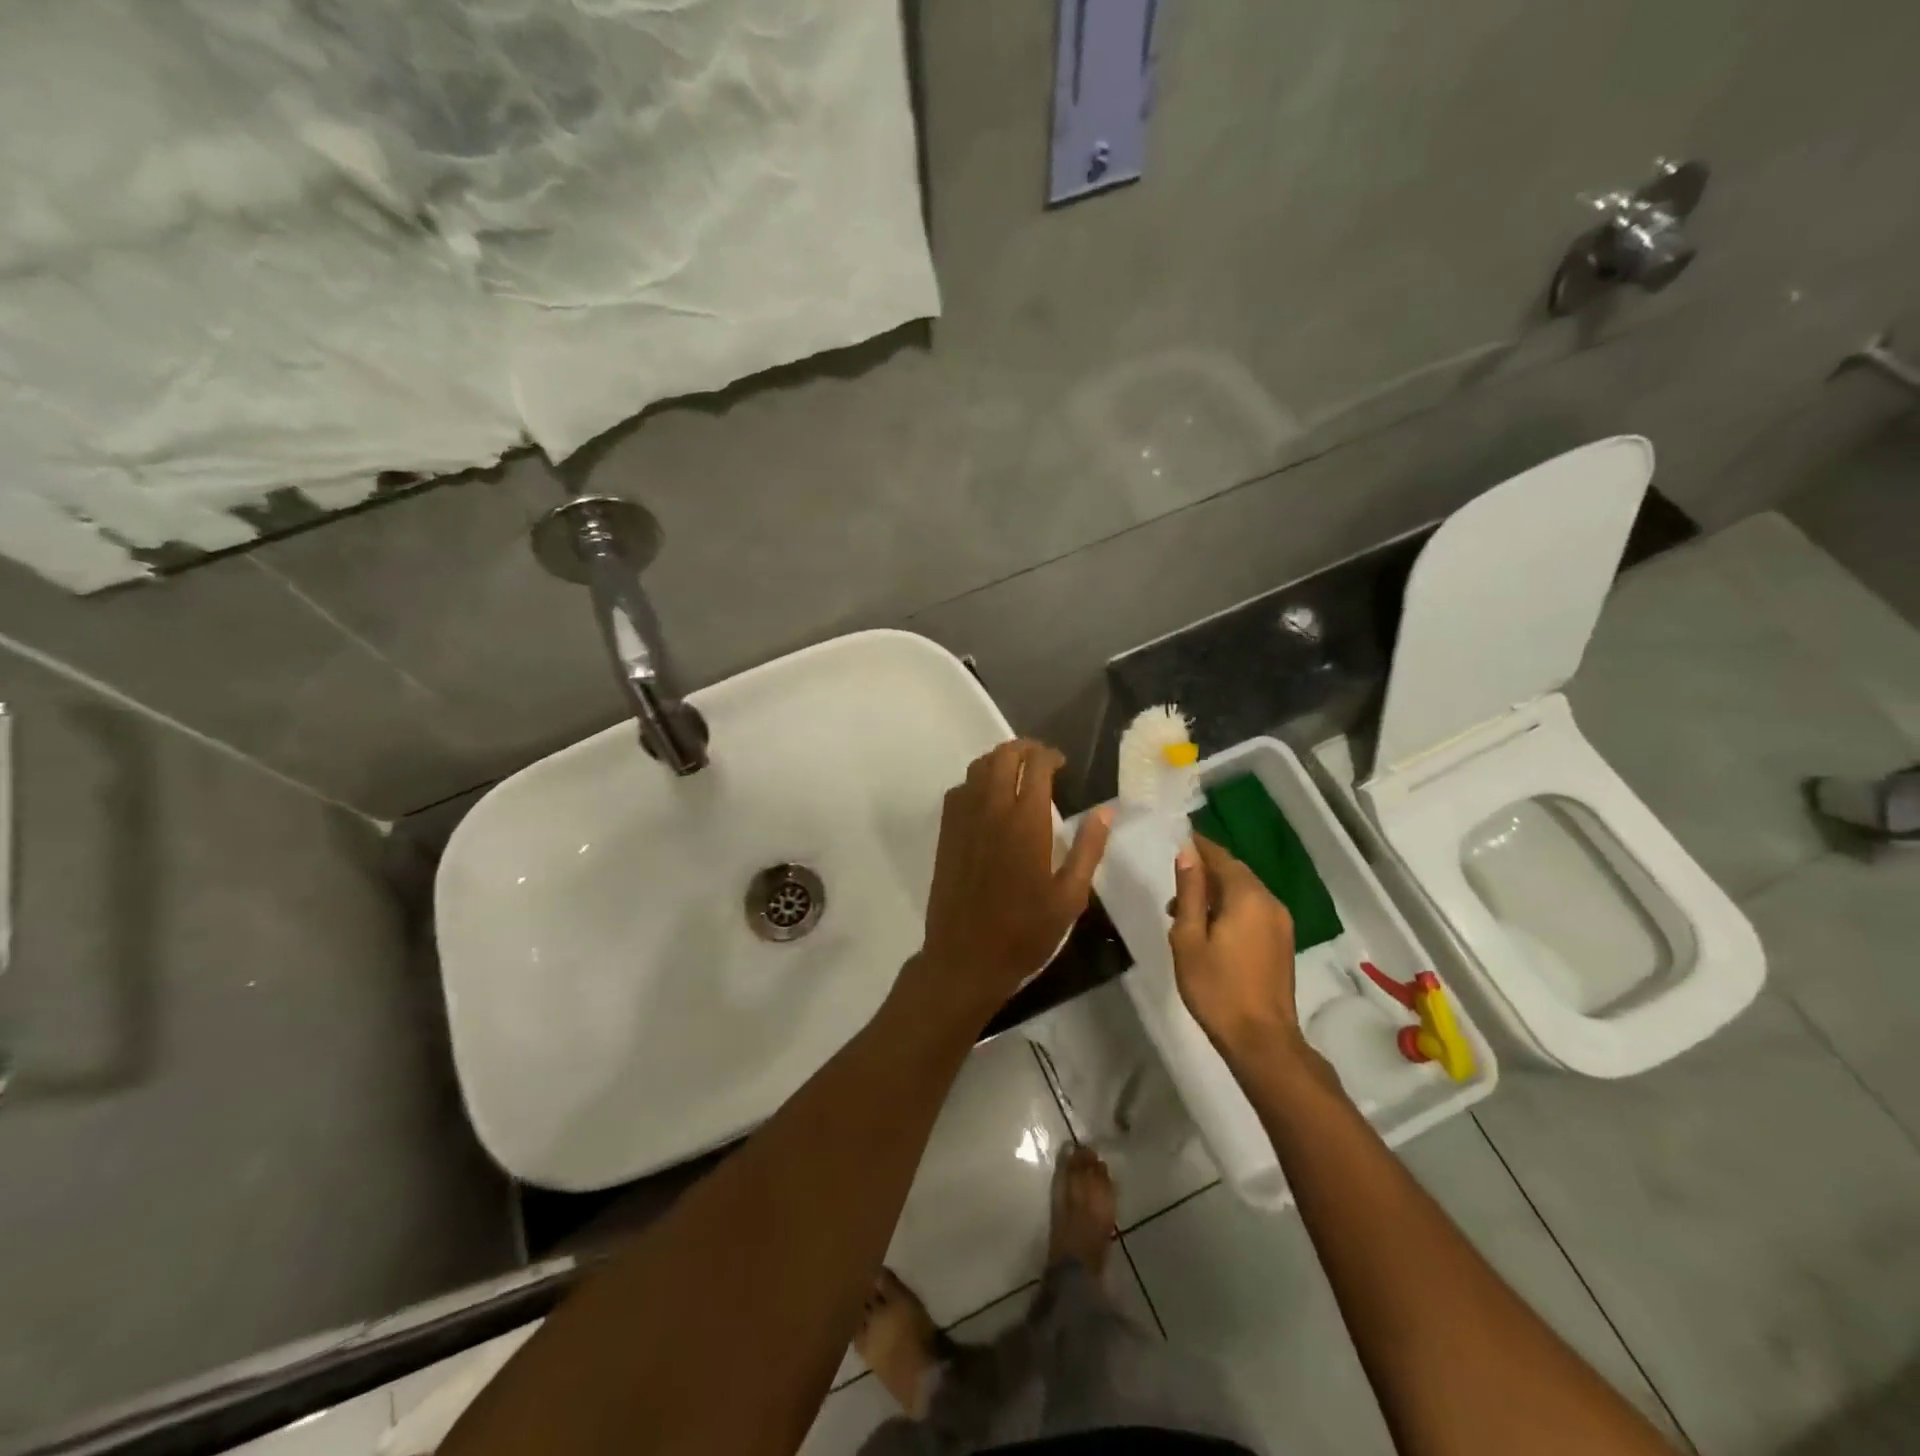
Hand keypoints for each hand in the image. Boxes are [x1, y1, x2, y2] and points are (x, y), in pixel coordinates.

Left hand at [909, 739, 1111, 1027]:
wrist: (965, 957)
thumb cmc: (1025, 931)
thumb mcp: (1069, 897)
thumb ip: (1088, 849)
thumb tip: (1105, 811)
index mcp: (1026, 821)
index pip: (1037, 765)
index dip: (1051, 756)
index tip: (1062, 764)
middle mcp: (992, 809)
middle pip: (1004, 756)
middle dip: (1025, 749)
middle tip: (1041, 761)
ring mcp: (964, 818)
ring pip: (978, 767)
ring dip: (1000, 760)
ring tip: (1017, 772)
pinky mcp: (946, 832)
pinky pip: (960, 789)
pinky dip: (977, 781)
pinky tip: (989, 798)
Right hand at [1169, 835, 1308, 1065]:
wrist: (1261, 1040)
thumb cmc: (1216, 988)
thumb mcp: (1189, 937)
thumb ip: (1189, 891)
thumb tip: (1187, 853)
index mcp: (1247, 896)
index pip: (1220, 856)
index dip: (1198, 846)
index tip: (1176, 840)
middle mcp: (1270, 901)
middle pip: (1235, 872)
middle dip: (1205, 872)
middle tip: (1174, 884)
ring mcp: (1281, 923)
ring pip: (1245, 892)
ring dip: (1216, 893)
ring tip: (1184, 913)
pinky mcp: (1282, 942)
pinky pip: (1254, 910)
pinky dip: (1231, 908)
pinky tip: (1210, 928)